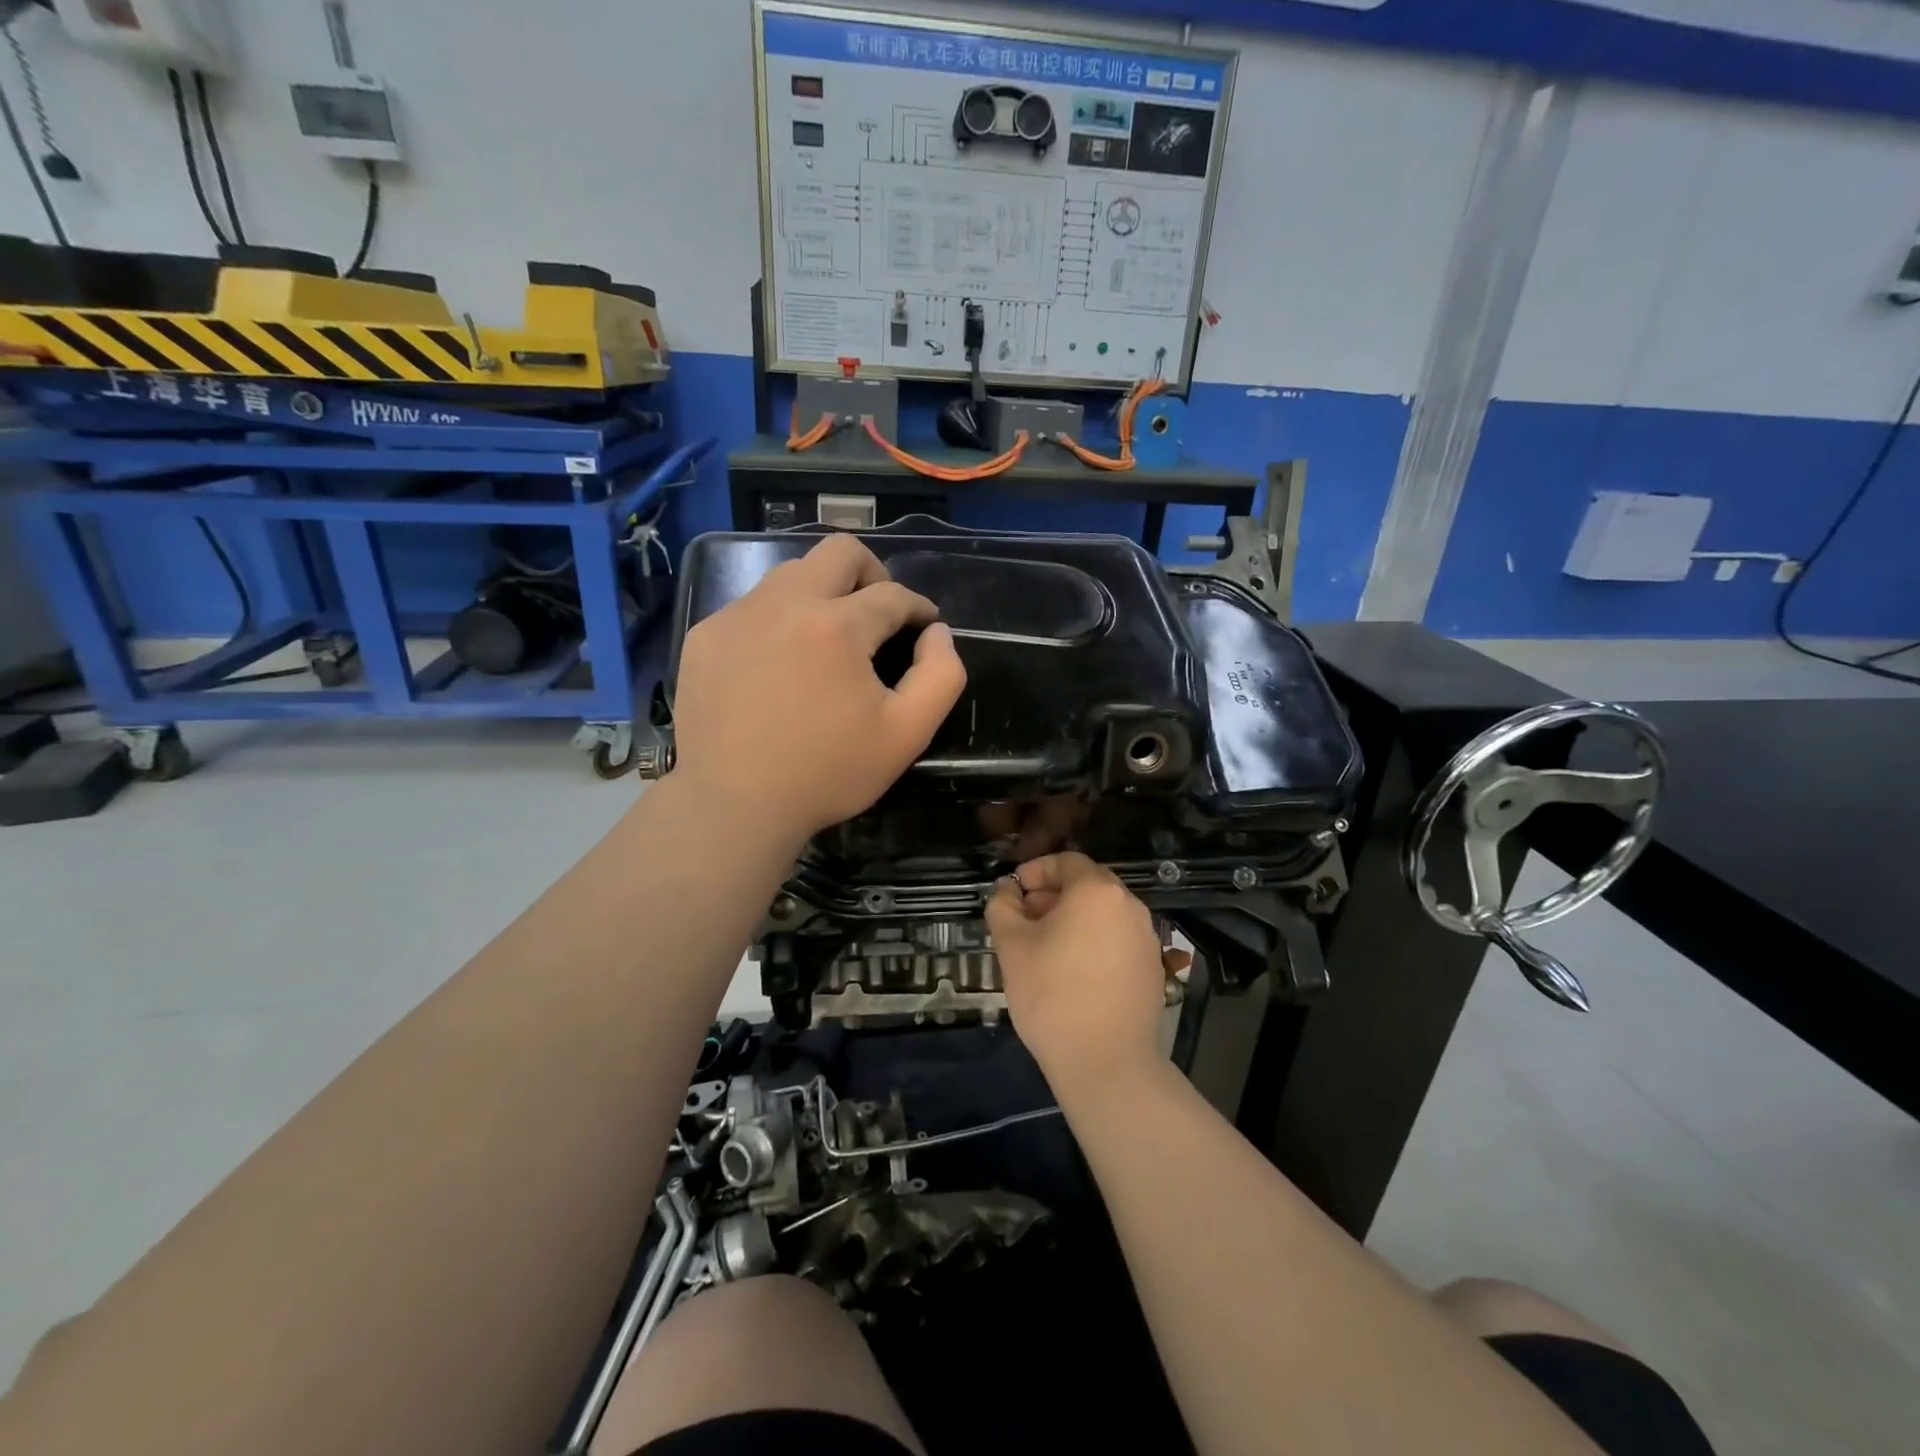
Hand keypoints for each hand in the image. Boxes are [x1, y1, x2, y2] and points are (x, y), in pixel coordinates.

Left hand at [671, 533, 966, 844]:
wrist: (734, 805)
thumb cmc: (828, 773)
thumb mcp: (907, 734)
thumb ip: (941, 675)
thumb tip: (937, 633)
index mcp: (837, 625)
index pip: (892, 594)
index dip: (918, 608)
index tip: (924, 627)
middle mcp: (784, 603)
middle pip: (839, 552)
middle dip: (873, 573)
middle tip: (879, 614)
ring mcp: (738, 615)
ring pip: (792, 573)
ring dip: (823, 593)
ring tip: (829, 638)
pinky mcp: (705, 635)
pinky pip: (752, 605)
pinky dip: (779, 620)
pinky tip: (780, 664)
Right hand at [987, 852, 1169, 1098]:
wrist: (1106, 1063)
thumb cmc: (1052, 995)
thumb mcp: (1011, 946)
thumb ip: (1003, 906)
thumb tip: (1007, 889)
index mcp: (1097, 891)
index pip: (1065, 861)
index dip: (1035, 871)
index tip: (1013, 893)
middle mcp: (1129, 905)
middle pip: (1087, 884)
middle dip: (1053, 894)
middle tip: (1024, 919)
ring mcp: (1146, 937)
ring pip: (1103, 913)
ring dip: (1073, 918)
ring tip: (1045, 947)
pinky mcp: (1152, 968)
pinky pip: (1117, 939)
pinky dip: (1094, 941)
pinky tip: (1073, 971)